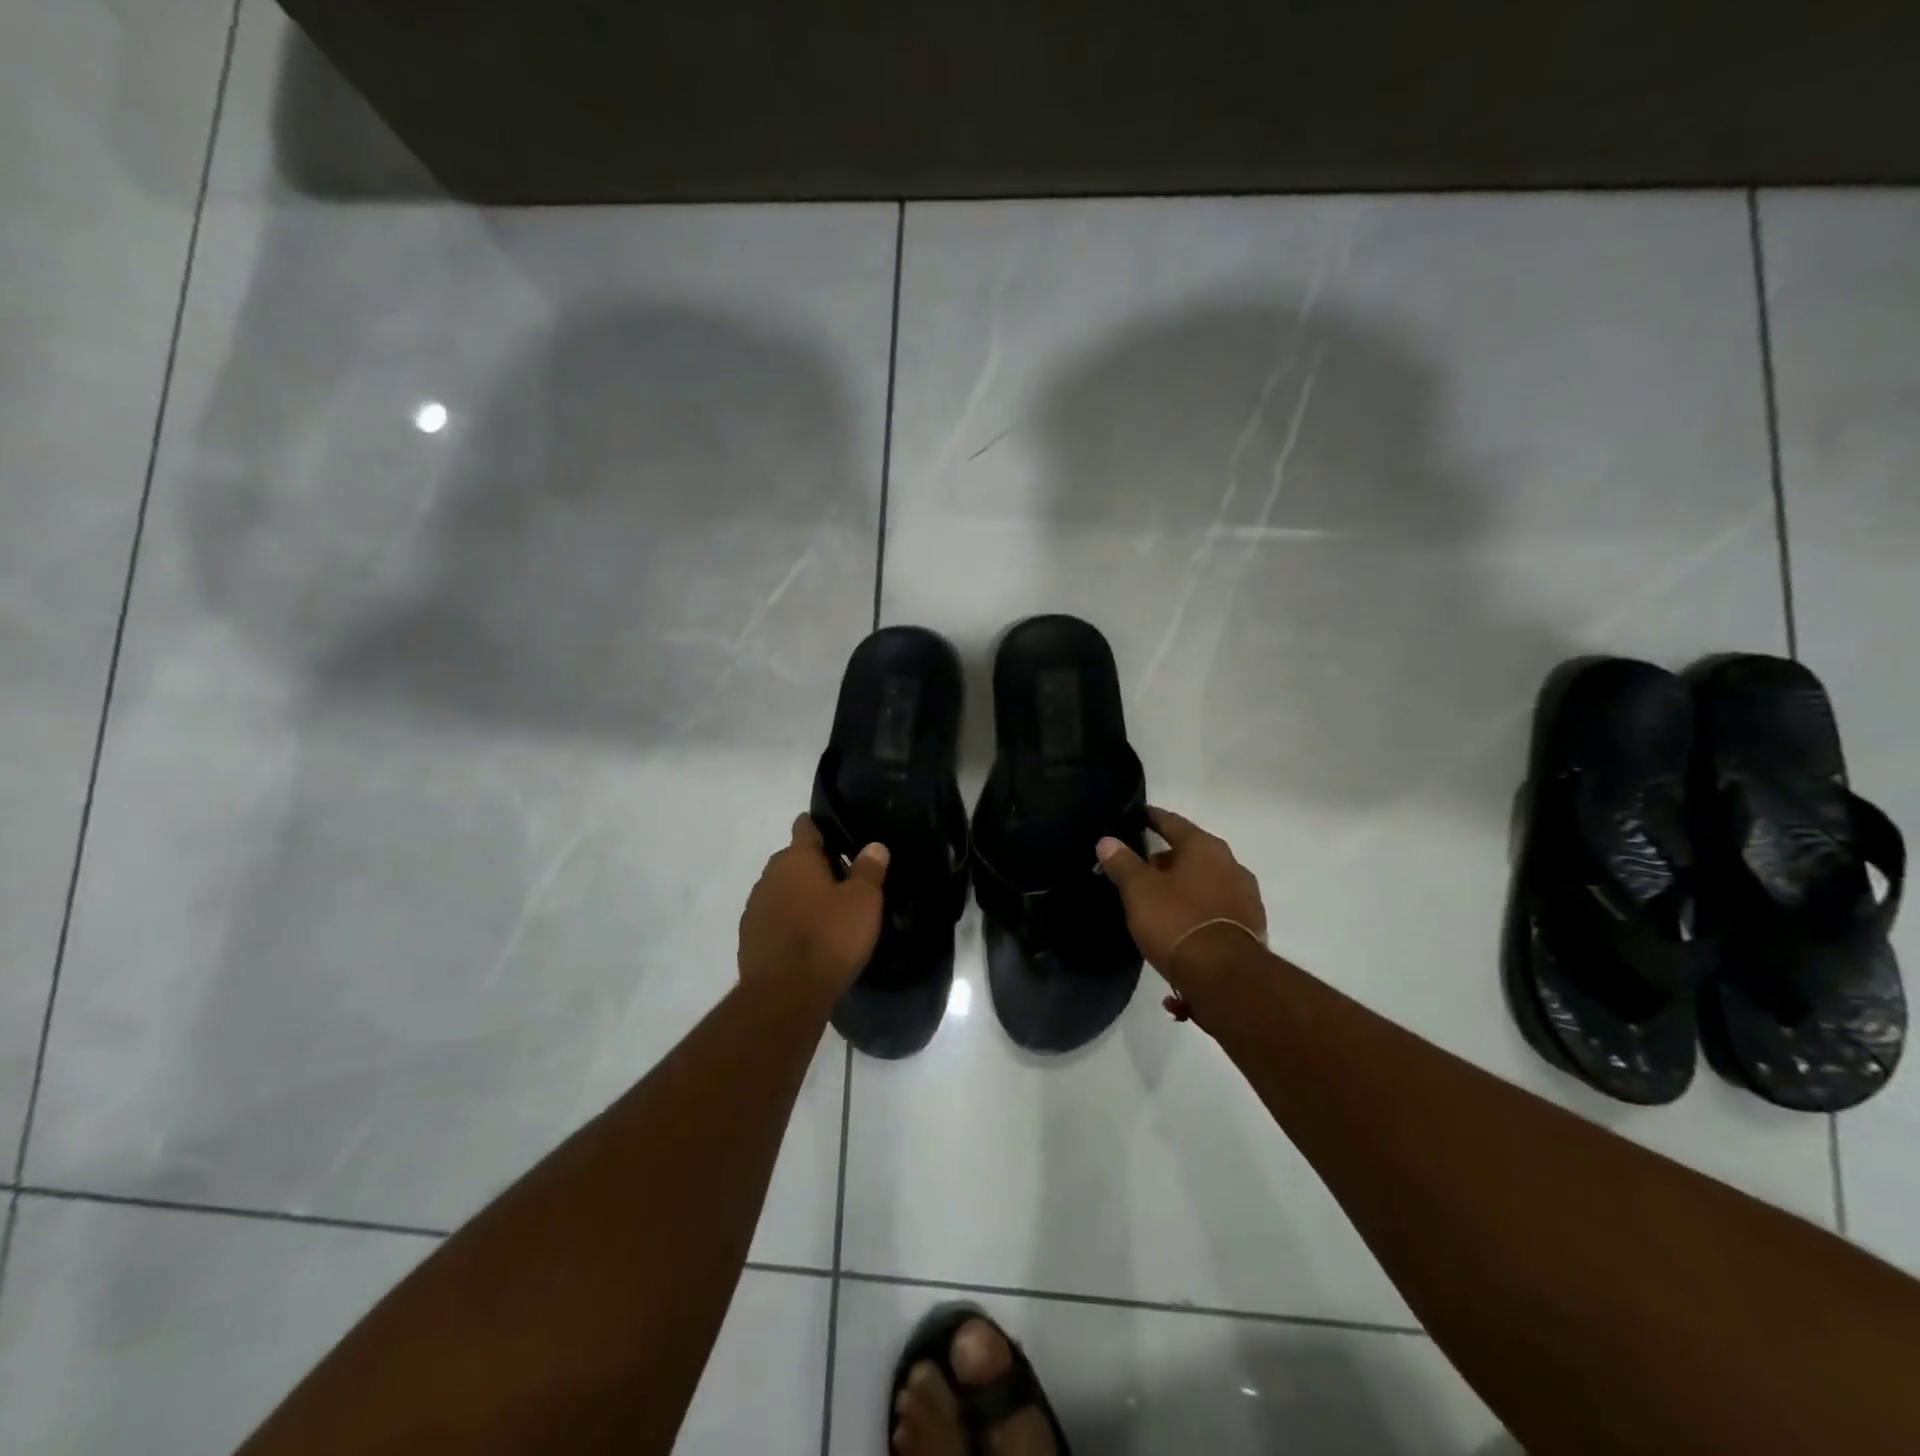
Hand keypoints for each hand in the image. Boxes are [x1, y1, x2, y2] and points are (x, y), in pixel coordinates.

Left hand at [738, 814, 888, 999]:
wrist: (785, 995)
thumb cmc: (830, 937)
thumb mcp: (863, 901)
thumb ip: (869, 869)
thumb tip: (874, 846)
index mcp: (796, 859)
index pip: (805, 827)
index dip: (820, 826)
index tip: (838, 834)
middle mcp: (769, 876)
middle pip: (792, 859)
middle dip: (813, 865)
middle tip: (842, 880)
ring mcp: (755, 907)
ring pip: (781, 889)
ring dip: (798, 895)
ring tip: (825, 912)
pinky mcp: (749, 938)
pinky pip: (773, 918)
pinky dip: (788, 921)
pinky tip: (806, 939)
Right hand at [1096, 808, 1265, 995]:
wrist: (1224, 977)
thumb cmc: (1176, 920)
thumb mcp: (1139, 890)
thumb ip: (1123, 863)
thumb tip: (1108, 841)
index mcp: (1205, 847)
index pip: (1173, 823)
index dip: (1153, 818)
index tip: (1139, 816)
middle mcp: (1231, 864)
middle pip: (1192, 853)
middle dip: (1167, 859)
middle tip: (1141, 869)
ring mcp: (1246, 897)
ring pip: (1206, 882)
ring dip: (1185, 887)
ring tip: (1160, 901)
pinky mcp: (1251, 927)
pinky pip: (1216, 909)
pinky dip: (1198, 910)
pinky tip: (1181, 926)